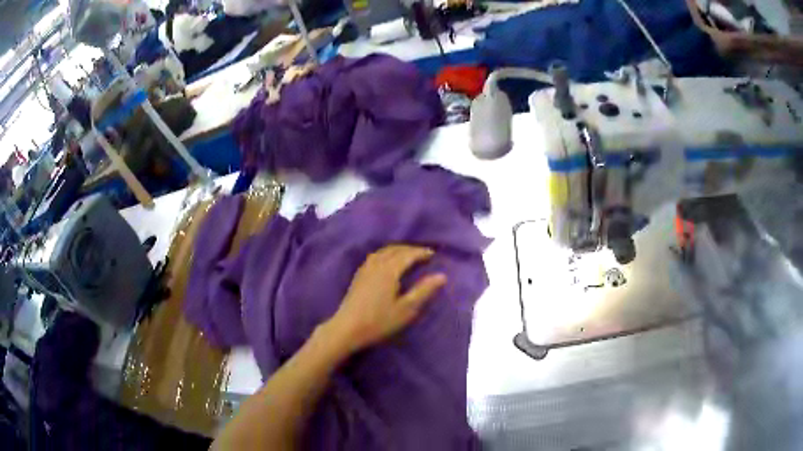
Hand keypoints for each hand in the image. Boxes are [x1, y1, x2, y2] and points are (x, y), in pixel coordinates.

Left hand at [324, 245, 446, 353]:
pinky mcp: (358, 276)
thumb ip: (424, 291)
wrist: (347, 329)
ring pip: (383, 251)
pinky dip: (386, 254)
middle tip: (423, 254)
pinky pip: (375, 256)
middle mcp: (376, 264)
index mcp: (389, 270)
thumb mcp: (406, 309)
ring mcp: (365, 269)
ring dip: (397, 250)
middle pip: (395, 249)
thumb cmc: (379, 321)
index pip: (408, 255)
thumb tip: (442, 276)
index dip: (421, 252)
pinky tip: (387, 263)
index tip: (433, 254)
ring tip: (408, 256)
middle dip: (410, 249)